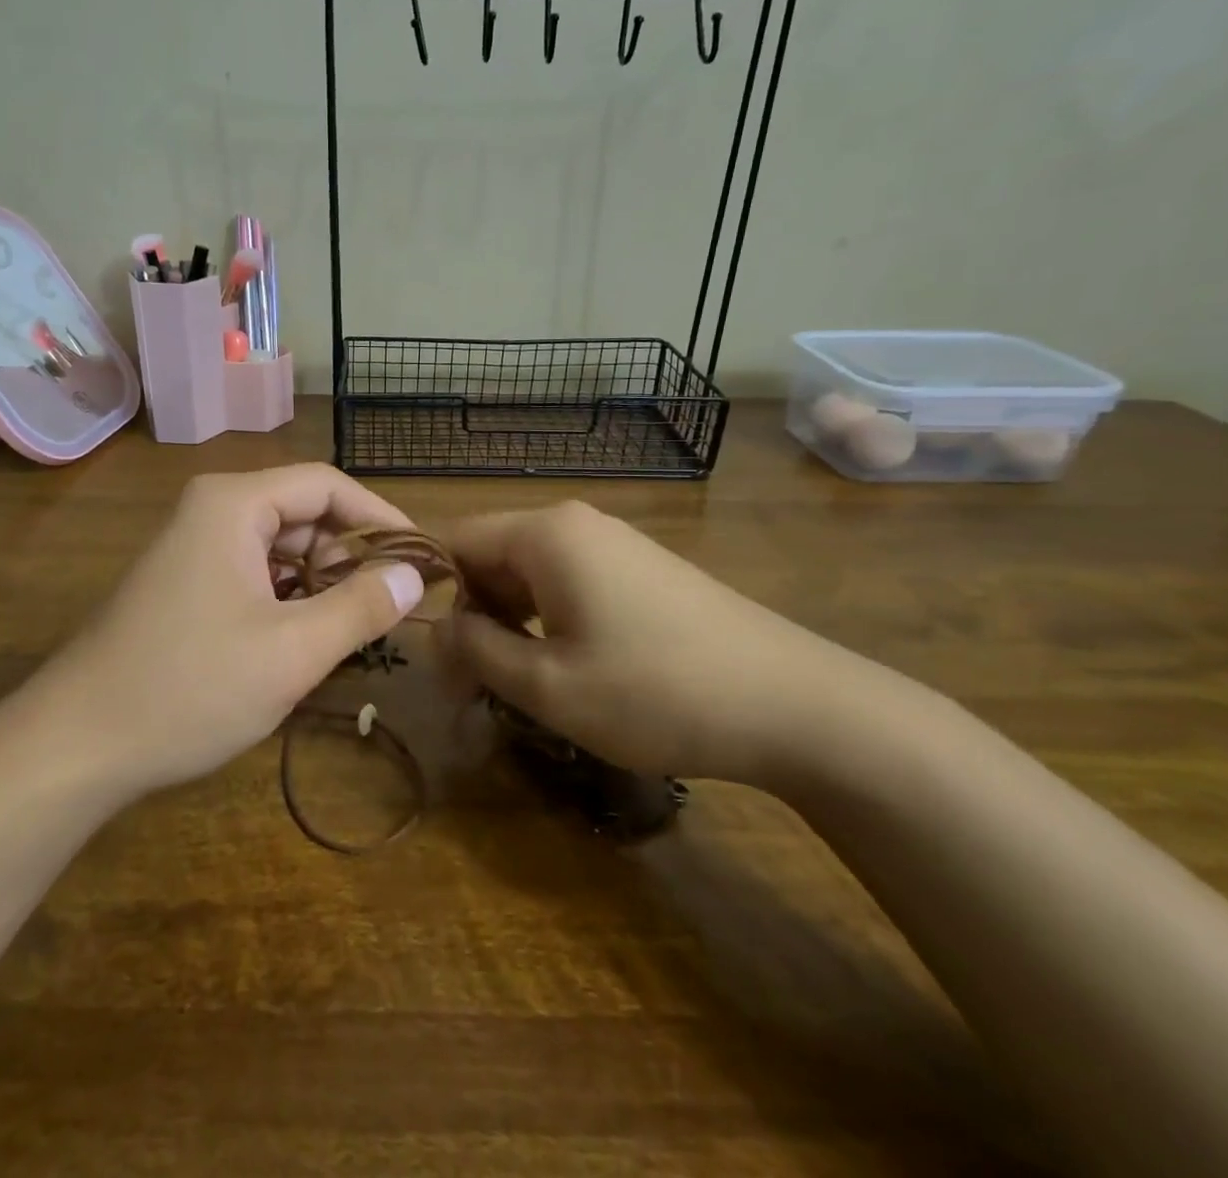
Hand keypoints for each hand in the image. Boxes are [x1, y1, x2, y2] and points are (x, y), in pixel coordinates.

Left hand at [32, 465, 425, 797]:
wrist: (76, 745)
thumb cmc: (190, 687)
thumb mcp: (292, 651)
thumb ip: (361, 607)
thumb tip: (414, 575)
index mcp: (234, 504)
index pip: (326, 485)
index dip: (380, 516)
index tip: (421, 557)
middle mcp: (211, 510)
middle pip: (302, 512)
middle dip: (349, 555)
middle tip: (387, 606)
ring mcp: (192, 547)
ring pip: (279, 547)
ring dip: (320, 581)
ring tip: (350, 628)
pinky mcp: (183, 583)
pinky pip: (253, 573)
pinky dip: (287, 598)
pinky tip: (302, 639)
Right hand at [433, 501, 858, 787]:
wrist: (794, 704)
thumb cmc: (655, 691)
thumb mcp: (547, 684)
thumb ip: (474, 651)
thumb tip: (433, 632)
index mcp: (544, 533)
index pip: (454, 541)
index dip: (434, 597)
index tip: (439, 661)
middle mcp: (575, 524)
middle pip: (491, 557)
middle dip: (473, 620)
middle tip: (474, 692)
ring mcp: (614, 544)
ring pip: (529, 575)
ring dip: (510, 627)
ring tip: (520, 688)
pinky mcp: (641, 570)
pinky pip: (569, 584)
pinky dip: (549, 624)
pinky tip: (568, 671)